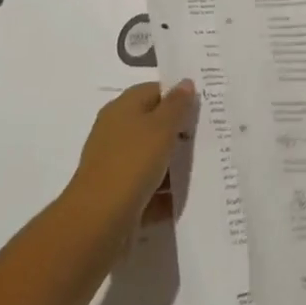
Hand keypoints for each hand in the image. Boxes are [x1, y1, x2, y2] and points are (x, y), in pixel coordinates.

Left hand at [63, 79, 196, 256]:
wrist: (97, 222)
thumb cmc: (132, 163)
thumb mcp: (161, 127)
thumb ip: (177, 105)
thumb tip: (185, 82)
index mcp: (123, 108)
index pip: (155, 91)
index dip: (179, 96)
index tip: (204, 107)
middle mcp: (116, 132)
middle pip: (154, 124)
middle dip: (180, 132)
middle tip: (208, 136)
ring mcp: (116, 164)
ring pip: (152, 157)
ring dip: (174, 164)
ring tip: (204, 167)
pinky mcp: (118, 194)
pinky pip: (148, 187)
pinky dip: (165, 192)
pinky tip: (186, 196)